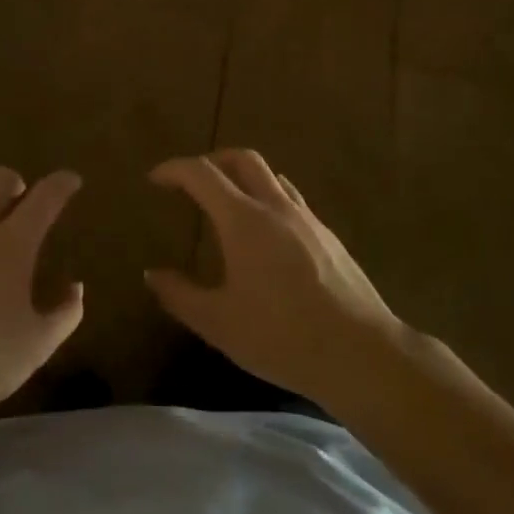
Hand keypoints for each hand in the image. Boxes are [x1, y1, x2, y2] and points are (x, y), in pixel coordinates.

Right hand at [146, 150, 403, 409]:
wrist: (362, 354)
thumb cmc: (282, 337)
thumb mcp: (219, 323)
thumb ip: (179, 295)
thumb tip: (152, 274)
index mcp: (243, 220)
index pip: (202, 174)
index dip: (174, 169)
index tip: (156, 178)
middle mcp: (275, 208)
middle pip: (242, 159)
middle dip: (212, 160)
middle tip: (192, 181)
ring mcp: (307, 219)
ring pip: (272, 177)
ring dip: (244, 178)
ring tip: (228, 204)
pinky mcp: (329, 237)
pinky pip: (292, 200)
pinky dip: (269, 200)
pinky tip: (267, 236)